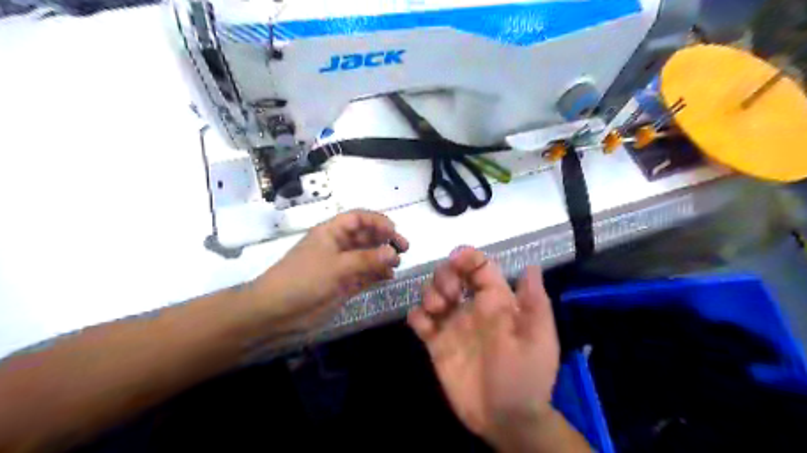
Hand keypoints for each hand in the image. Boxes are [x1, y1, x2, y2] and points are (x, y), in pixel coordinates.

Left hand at [251, 211, 407, 334]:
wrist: (276, 312)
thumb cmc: (303, 280)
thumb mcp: (336, 266)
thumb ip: (367, 259)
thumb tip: (393, 253)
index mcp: (331, 232)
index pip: (358, 218)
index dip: (377, 221)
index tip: (394, 231)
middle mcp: (338, 245)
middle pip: (366, 236)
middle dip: (385, 239)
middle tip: (404, 248)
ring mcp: (341, 265)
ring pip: (367, 255)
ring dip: (383, 257)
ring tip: (396, 264)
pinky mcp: (343, 284)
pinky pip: (365, 274)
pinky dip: (377, 274)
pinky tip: (388, 277)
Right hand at [407, 248, 558, 449]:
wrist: (506, 419)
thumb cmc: (526, 376)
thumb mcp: (538, 339)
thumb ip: (534, 302)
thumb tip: (531, 267)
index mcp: (497, 301)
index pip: (480, 267)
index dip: (468, 258)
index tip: (456, 260)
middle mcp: (472, 308)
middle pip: (451, 275)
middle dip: (445, 275)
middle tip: (450, 295)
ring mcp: (452, 325)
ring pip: (432, 293)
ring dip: (430, 292)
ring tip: (438, 310)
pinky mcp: (436, 343)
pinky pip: (419, 320)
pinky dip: (417, 315)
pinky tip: (424, 325)